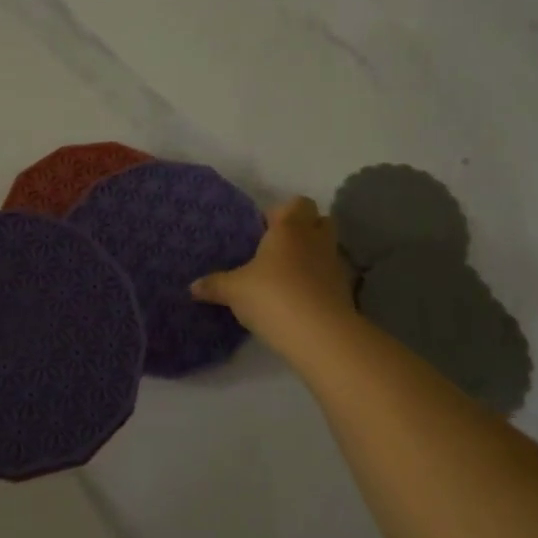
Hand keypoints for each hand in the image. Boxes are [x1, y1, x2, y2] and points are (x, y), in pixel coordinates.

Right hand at [192, 196, 356, 355]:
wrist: (319, 334)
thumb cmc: (272, 296)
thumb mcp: (234, 291)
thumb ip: (214, 285)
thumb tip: (192, 286)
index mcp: (290, 228)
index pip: (297, 203)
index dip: (281, 212)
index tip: (262, 230)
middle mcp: (316, 239)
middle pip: (318, 221)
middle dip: (301, 230)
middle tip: (276, 249)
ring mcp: (335, 265)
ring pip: (325, 249)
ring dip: (310, 257)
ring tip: (284, 277)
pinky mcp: (344, 291)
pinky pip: (328, 277)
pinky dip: (316, 283)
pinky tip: (297, 299)